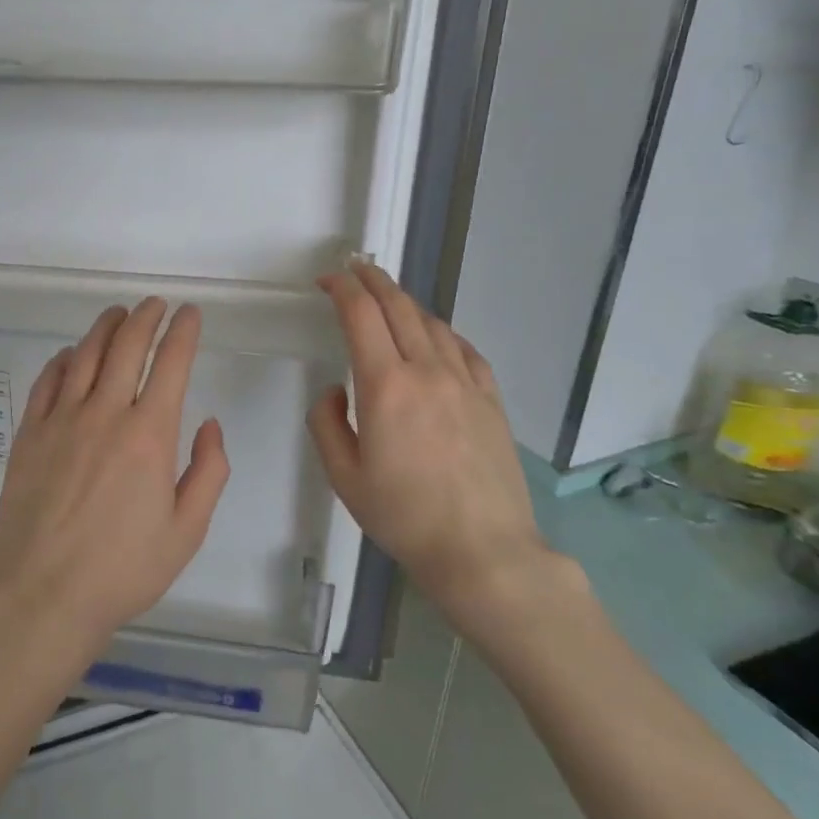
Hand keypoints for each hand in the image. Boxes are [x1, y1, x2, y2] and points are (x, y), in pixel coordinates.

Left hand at [0, 298, 229, 648]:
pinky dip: (62, 360)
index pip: (170, 364)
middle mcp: (105, 414)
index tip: (189, 314)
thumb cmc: (123, 569)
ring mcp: (61, 421)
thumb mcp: (186, 531)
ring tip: (118, 314)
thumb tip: (209, 424)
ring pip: (84, 355)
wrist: (43, 594)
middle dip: (145, 318)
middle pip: (126, 347)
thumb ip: (208, 472)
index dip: (182, 332)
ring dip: (105, 328)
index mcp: (149, 435)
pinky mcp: (29, 435)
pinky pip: (47, 382)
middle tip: (155, 304)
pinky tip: (70, 355)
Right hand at [308, 263, 581, 641]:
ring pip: (433, 324)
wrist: (483, 550)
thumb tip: (336, 391)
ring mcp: (466, 383)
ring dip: (406, 302)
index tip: (326, 280)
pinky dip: (442, 332)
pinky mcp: (491, 400)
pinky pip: (465, 350)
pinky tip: (436, 337)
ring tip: (389, 297)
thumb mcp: (344, 477)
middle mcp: (428, 371)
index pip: (360, 316)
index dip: (341, 289)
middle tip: (354, 268)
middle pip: (400, 307)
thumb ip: (327, 424)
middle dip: (373, 280)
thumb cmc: (404, 517)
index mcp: (386, 386)